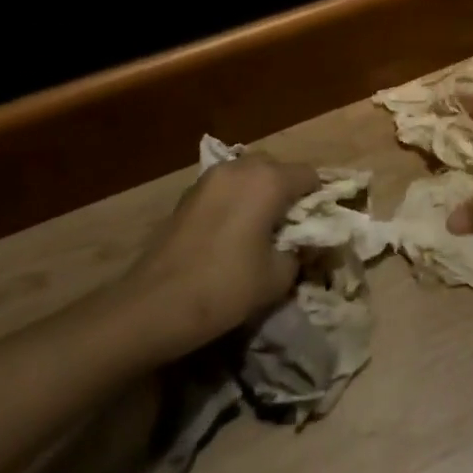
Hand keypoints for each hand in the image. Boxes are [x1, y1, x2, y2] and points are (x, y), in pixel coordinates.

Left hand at [120, 153, 319, 355]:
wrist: (154, 305)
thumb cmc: (226, 287)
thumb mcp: (278, 276)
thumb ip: (300, 252)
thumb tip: (305, 244)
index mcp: (269, 181)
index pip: (310, 175)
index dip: (318, 199)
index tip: (317, 227)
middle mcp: (240, 168)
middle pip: (277, 168)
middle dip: (288, 192)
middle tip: (289, 228)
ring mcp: (210, 178)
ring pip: (248, 174)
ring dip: (260, 194)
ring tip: (259, 230)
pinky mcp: (188, 194)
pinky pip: (225, 187)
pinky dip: (235, 201)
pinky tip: (230, 233)